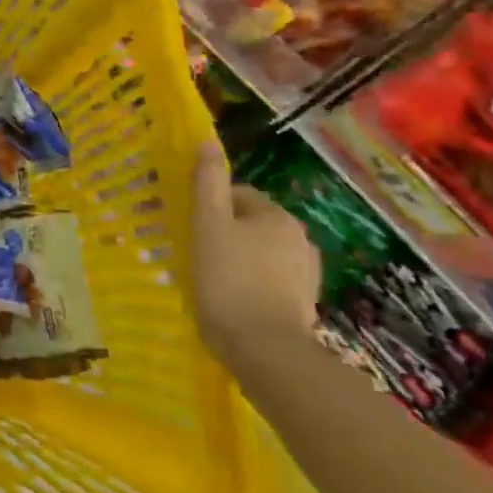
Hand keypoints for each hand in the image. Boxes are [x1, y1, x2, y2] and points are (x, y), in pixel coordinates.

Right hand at [190, 142, 320, 358]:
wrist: (265, 349)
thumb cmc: (228, 279)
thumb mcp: (208, 225)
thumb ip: (207, 183)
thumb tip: (206, 142)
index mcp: (277, 216)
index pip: (237, 195)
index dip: (208, 207)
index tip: (188, 227)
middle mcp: (299, 239)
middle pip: (250, 224)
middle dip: (223, 233)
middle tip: (194, 252)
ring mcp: (305, 273)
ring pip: (259, 253)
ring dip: (237, 258)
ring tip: (210, 278)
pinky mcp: (303, 303)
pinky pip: (269, 280)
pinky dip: (250, 283)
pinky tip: (232, 299)